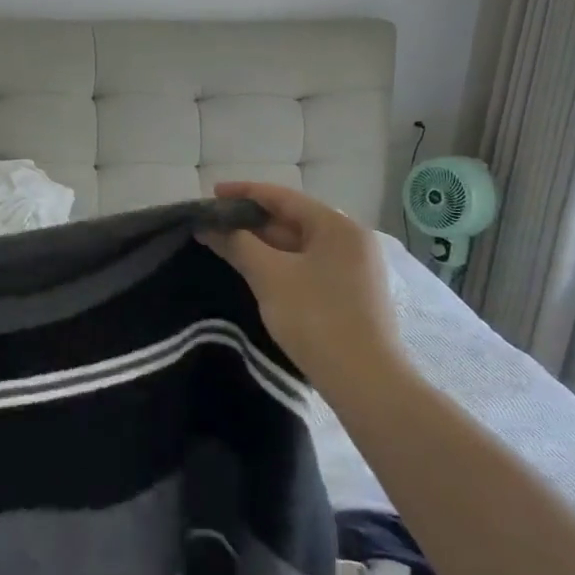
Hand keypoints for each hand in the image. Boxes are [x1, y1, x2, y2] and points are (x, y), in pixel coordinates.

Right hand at [199, 181, 403, 395]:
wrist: (365, 381)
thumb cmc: (316, 318)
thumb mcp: (269, 276)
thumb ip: (237, 244)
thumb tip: (209, 226)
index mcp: (337, 226)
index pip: (283, 197)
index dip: (244, 193)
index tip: (211, 194)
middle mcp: (351, 240)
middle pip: (292, 220)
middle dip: (251, 221)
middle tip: (214, 224)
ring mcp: (354, 268)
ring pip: (299, 245)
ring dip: (263, 244)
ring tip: (227, 245)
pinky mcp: (350, 293)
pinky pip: (308, 265)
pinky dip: (279, 263)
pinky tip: (255, 271)